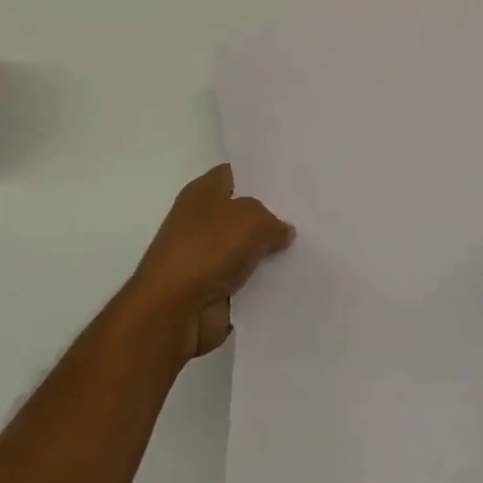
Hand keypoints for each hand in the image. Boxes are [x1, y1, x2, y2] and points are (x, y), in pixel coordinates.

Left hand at [126, 165, 293, 360]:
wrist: (174, 309)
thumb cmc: (209, 248)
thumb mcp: (253, 219)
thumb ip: (273, 220)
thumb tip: (282, 231)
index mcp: (203, 192)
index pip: (236, 173)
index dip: (262, 175)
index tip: (292, 180)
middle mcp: (201, 219)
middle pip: (243, 212)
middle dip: (271, 215)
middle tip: (307, 213)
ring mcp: (204, 255)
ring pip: (247, 247)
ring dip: (269, 252)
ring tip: (307, 246)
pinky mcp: (210, 287)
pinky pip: (244, 279)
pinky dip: (262, 281)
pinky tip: (291, 278)